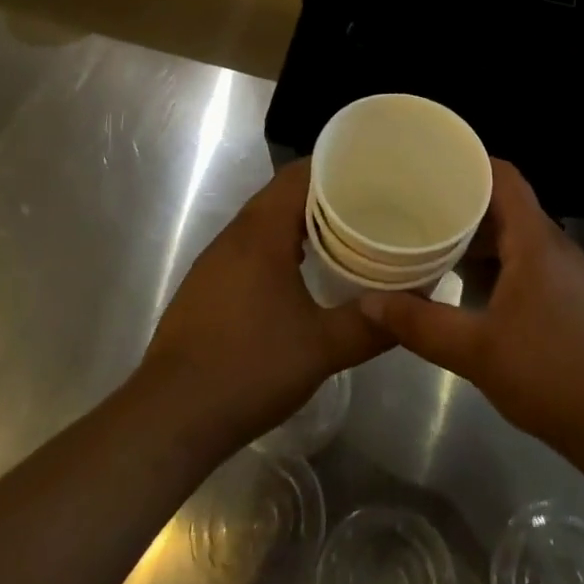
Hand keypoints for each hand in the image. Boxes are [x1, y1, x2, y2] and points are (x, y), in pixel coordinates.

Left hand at [141, 160, 388, 451]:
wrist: (169, 418)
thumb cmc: (248, 369)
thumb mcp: (321, 349)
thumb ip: (371, 325)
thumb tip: (414, 308)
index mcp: (261, 232)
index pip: (299, 175)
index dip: (335, 166)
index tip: (371, 170)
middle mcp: (234, 235)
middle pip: (282, 194)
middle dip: (324, 194)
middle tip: (369, 203)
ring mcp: (215, 261)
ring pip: (264, 222)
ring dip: (301, 222)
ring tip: (343, 233)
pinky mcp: (206, 286)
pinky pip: (250, 247)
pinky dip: (279, 246)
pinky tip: (301, 273)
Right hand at [358, 160, 583, 459]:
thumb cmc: (555, 375)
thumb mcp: (478, 352)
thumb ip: (421, 324)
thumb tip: (368, 301)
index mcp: (535, 239)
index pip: (504, 175)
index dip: (469, 161)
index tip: (428, 162)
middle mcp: (554, 246)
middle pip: (506, 204)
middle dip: (462, 202)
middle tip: (416, 203)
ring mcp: (567, 275)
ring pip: (516, 237)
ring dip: (478, 237)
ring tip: (432, 241)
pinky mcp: (572, 302)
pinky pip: (527, 263)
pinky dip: (496, 264)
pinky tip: (468, 288)